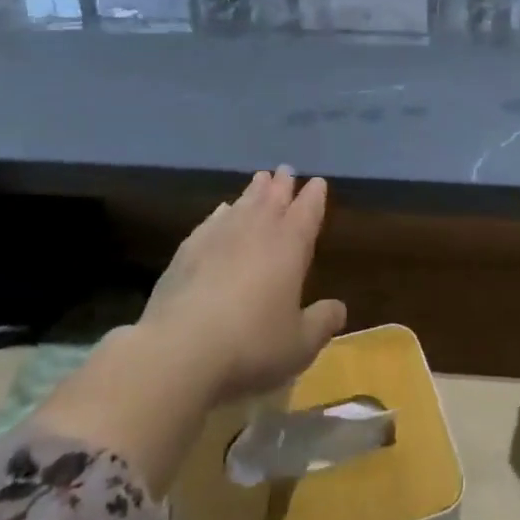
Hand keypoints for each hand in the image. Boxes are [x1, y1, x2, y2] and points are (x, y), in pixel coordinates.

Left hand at [138, 167, 347, 406]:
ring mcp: (218, 236)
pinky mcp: (187, 250)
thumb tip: (339, 309)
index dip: (314, 197)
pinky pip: (211, 221)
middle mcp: (256, 231)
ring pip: (242, 203)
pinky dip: (221, 212)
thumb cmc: (251, 345)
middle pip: (273, 199)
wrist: (180, 349)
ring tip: (260, 179)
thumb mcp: (299, 345)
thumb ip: (321, 323)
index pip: (307, 211)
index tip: (318, 182)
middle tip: (286, 170)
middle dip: (282, 185)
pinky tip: (221, 211)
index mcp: (290, 246)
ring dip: (253, 191)